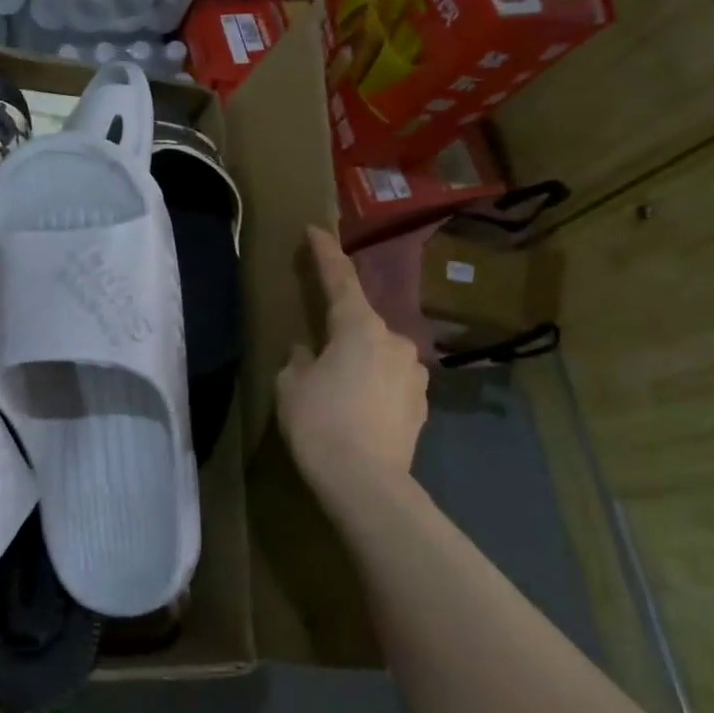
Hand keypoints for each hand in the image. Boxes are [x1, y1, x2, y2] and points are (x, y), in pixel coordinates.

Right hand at [276, 227, 429, 515]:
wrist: (366, 483)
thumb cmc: (319, 422)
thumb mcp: (290, 385)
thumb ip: (299, 358)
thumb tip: (310, 352)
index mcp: (359, 327)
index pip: (340, 278)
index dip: (325, 253)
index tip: (315, 229)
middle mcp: (395, 341)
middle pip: (361, 324)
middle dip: (341, 333)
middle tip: (316, 357)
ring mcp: (414, 374)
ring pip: (379, 355)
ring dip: (360, 363)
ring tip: (338, 394)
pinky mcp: (422, 405)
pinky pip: (391, 382)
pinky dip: (374, 387)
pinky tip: (359, 412)